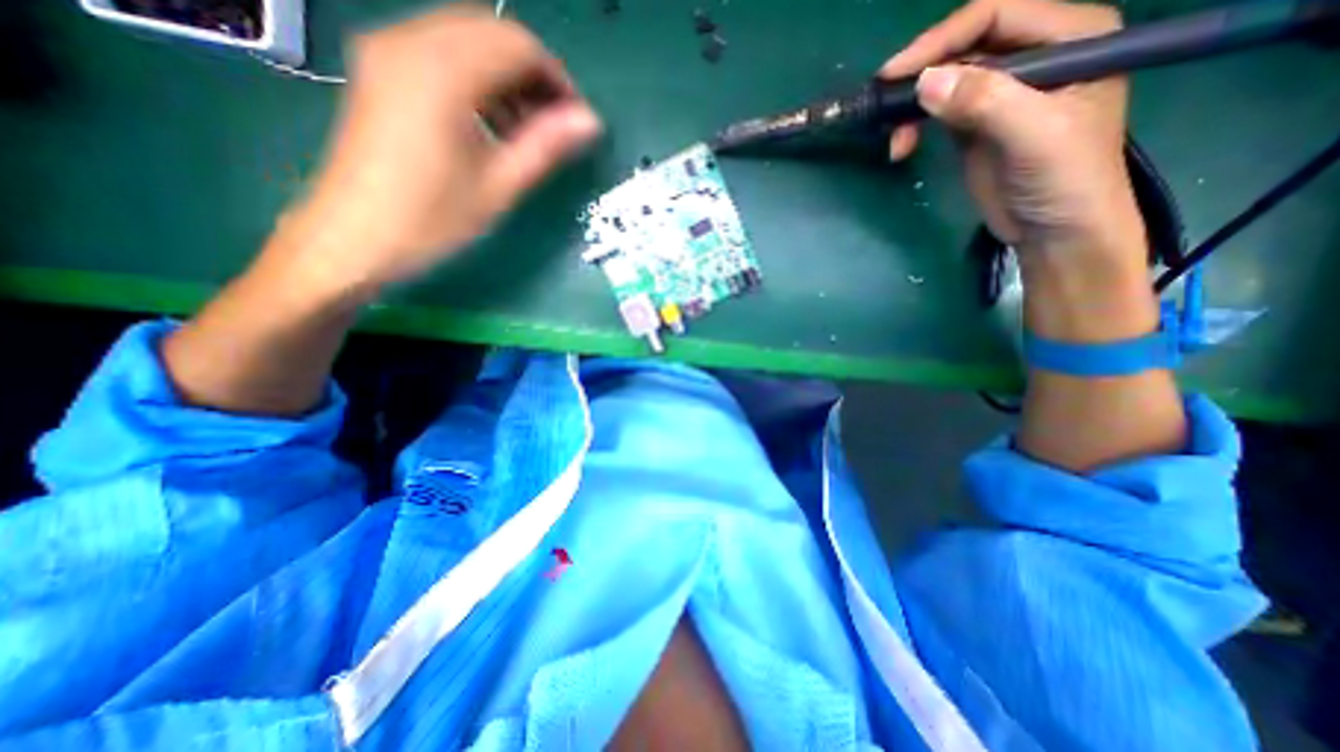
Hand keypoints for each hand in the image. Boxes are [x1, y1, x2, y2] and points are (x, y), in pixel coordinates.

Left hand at [282, 6, 601, 300]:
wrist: (354, 237)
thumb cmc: (432, 219)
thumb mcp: (499, 186)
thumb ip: (546, 146)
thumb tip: (591, 121)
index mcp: (442, 71)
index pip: (518, 46)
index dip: (557, 80)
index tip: (575, 122)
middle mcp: (409, 41)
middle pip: (492, 33)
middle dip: (533, 76)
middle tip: (555, 127)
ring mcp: (387, 51)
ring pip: (467, 40)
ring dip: (506, 77)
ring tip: (526, 132)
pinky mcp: (380, 69)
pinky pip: (442, 53)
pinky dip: (478, 79)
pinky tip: (491, 124)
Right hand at [881, 0, 1152, 271]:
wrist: (1054, 231)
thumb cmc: (1064, 179)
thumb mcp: (1034, 136)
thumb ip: (986, 102)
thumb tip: (925, 82)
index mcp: (1070, 36)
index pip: (996, 15)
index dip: (942, 40)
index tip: (896, 74)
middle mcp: (1034, 54)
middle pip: (965, 46)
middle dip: (921, 75)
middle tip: (885, 109)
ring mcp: (1001, 92)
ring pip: (945, 81)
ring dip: (912, 107)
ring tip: (895, 141)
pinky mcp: (975, 125)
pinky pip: (937, 112)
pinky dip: (914, 126)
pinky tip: (902, 148)